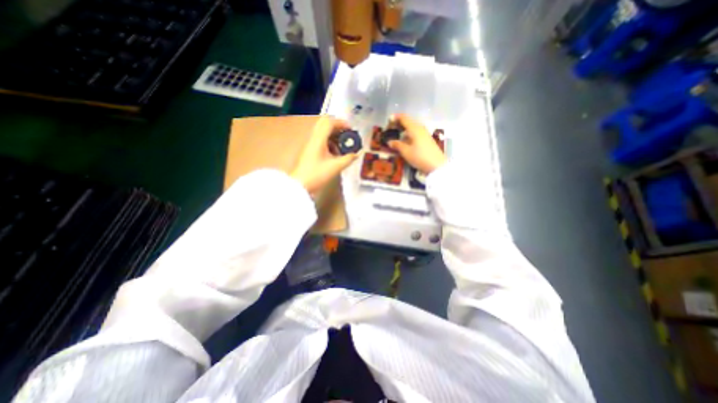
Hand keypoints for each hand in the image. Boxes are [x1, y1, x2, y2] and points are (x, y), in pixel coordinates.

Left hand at [290, 117, 358, 193]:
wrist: (300, 185)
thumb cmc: (317, 174)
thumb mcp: (336, 167)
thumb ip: (348, 159)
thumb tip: (356, 154)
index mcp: (319, 140)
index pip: (329, 122)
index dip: (342, 123)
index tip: (351, 130)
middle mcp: (314, 139)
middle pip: (325, 125)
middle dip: (338, 128)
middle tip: (347, 135)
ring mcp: (311, 145)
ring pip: (323, 133)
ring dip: (334, 136)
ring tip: (343, 146)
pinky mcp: (310, 151)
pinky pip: (321, 141)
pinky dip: (330, 143)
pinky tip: (336, 153)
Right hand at [391, 111, 446, 172]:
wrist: (436, 165)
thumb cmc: (419, 157)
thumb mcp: (406, 152)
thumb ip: (397, 145)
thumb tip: (390, 142)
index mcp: (414, 128)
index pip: (404, 118)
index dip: (395, 117)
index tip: (388, 120)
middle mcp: (420, 128)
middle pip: (409, 121)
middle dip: (399, 123)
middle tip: (391, 128)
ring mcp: (425, 133)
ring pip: (412, 127)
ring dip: (404, 129)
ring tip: (397, 134)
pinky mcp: (427, 139)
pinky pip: (416, 132)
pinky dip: (409, 133)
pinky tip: (406, 140)